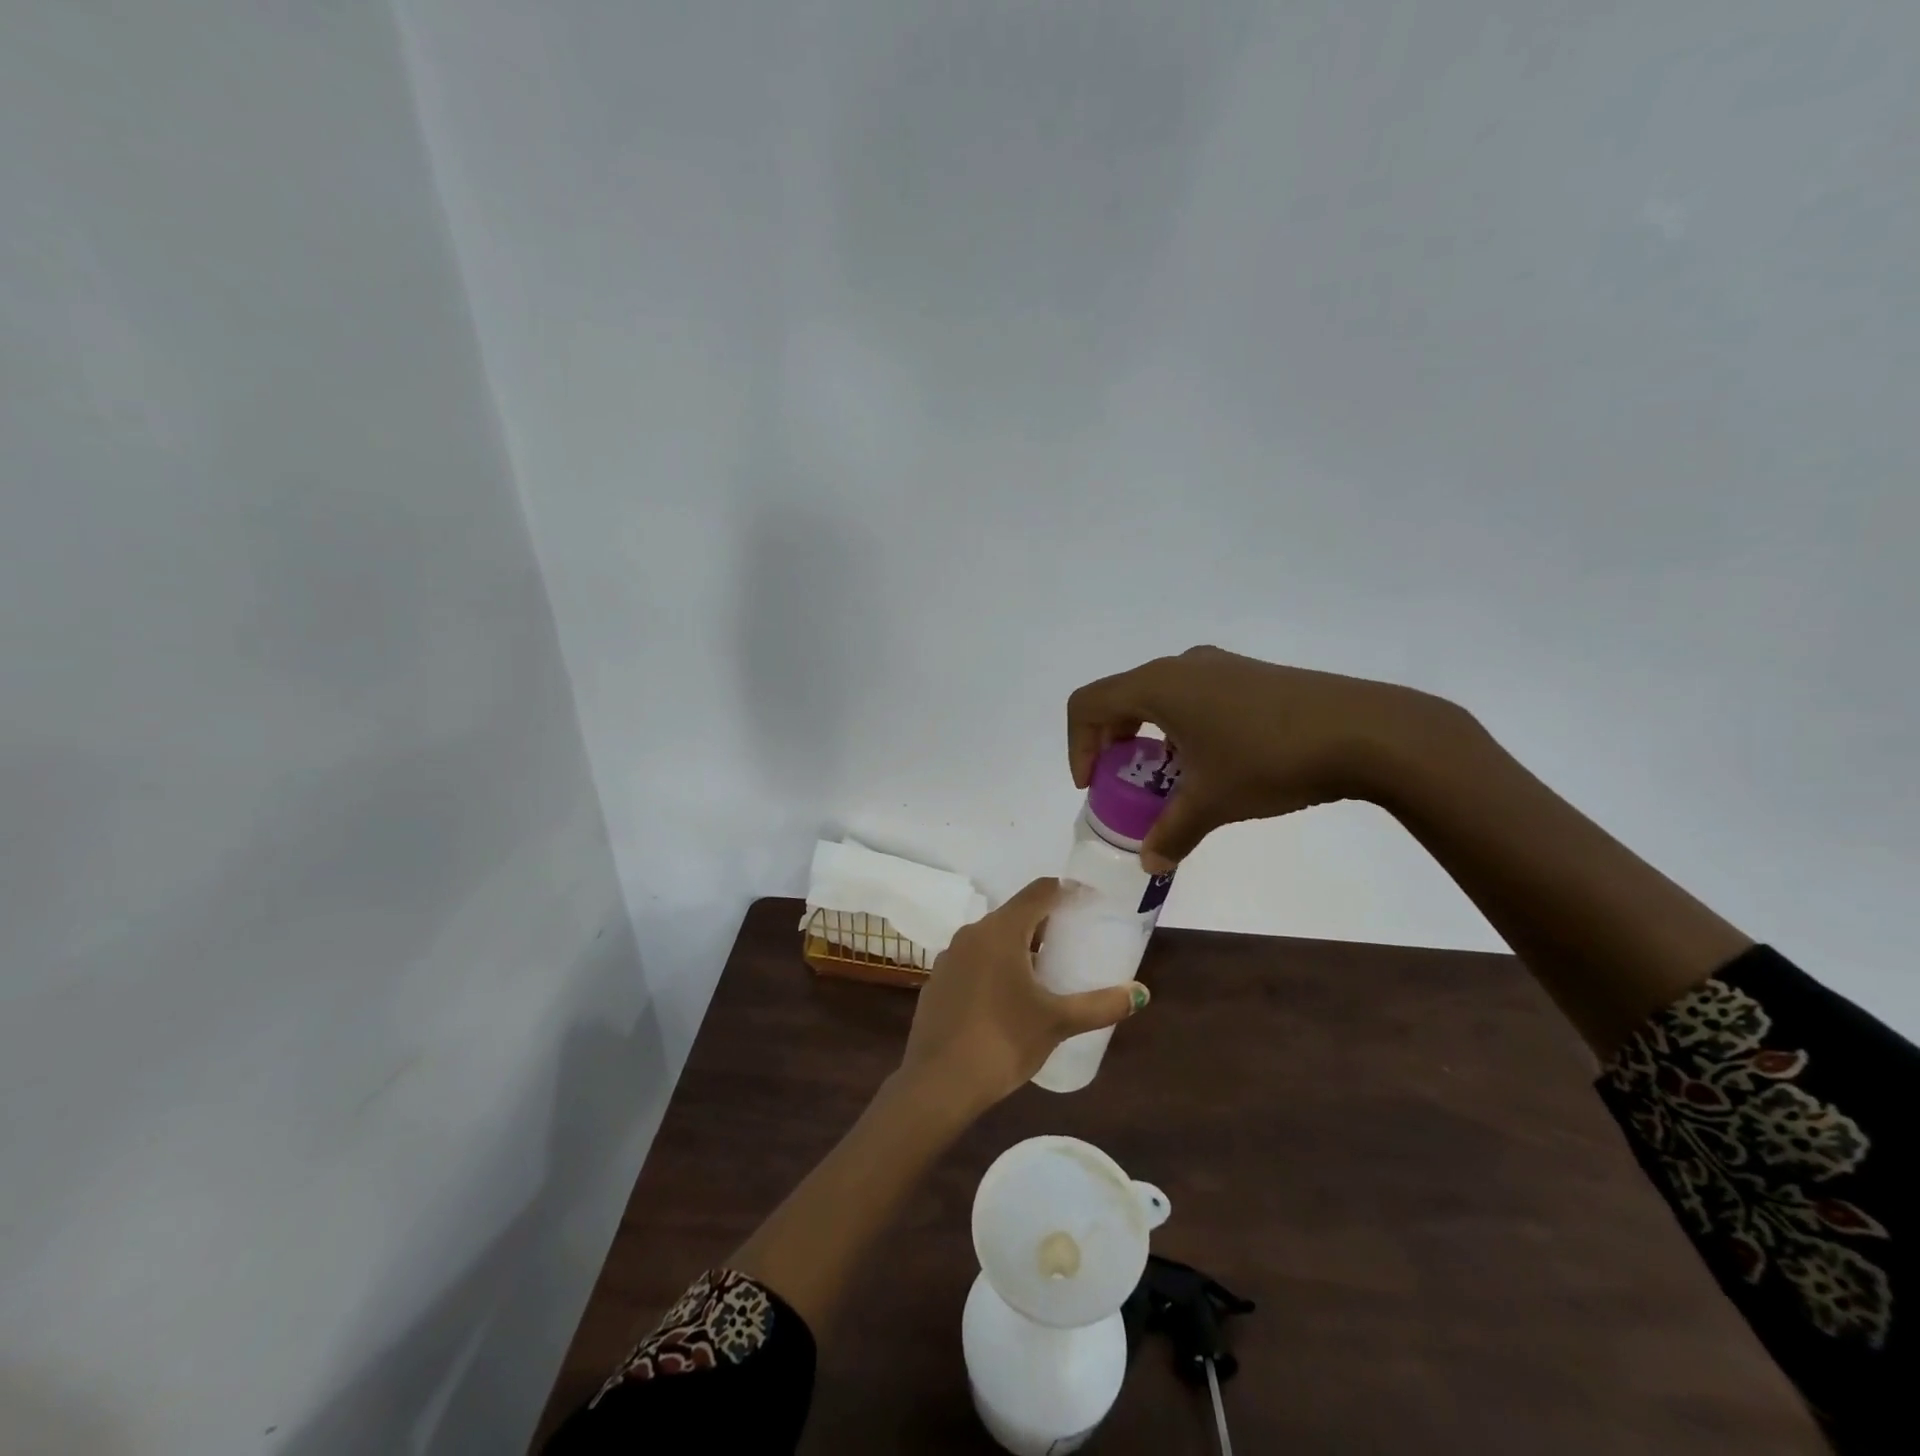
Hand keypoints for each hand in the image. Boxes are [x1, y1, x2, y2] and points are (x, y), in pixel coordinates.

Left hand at [898, 878, 1146, 1114]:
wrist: (938, 1083)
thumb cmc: (1002, 1042)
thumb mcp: (1057, 1022)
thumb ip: (1100, 1005)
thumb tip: (1140, 993)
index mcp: (1001, 931)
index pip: (1039, 892)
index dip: (1067, 892)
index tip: (1090, 903)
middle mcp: (972, 933)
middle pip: (1016, 913)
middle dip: (1046, 923)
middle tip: (1075, 941)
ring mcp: (951, 957)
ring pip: (993, 938)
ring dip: (1020, 945)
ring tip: (1047, 970)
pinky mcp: (939, 981)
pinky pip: (975, 960)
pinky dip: (996, 965)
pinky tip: (1009, 996)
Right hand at [1067, 646, 1455, 872]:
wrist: (1365, 731)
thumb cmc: (1269, 759)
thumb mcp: (1212, 802)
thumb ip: (1171, 833)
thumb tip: (1150, 862)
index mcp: (1157, 685)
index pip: (1087, 704)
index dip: (1078, 746)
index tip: (1095, 786)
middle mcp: (1180, 665)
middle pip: (1119, 698)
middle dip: (1111, 744)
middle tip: (1124, 784)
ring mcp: (1218, 665)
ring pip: (1158, 697)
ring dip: (1148, 737)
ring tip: (1169, 777)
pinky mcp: (1248, 674)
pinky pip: (1192, 696)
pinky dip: (1181, 727)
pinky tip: (1213, 761)